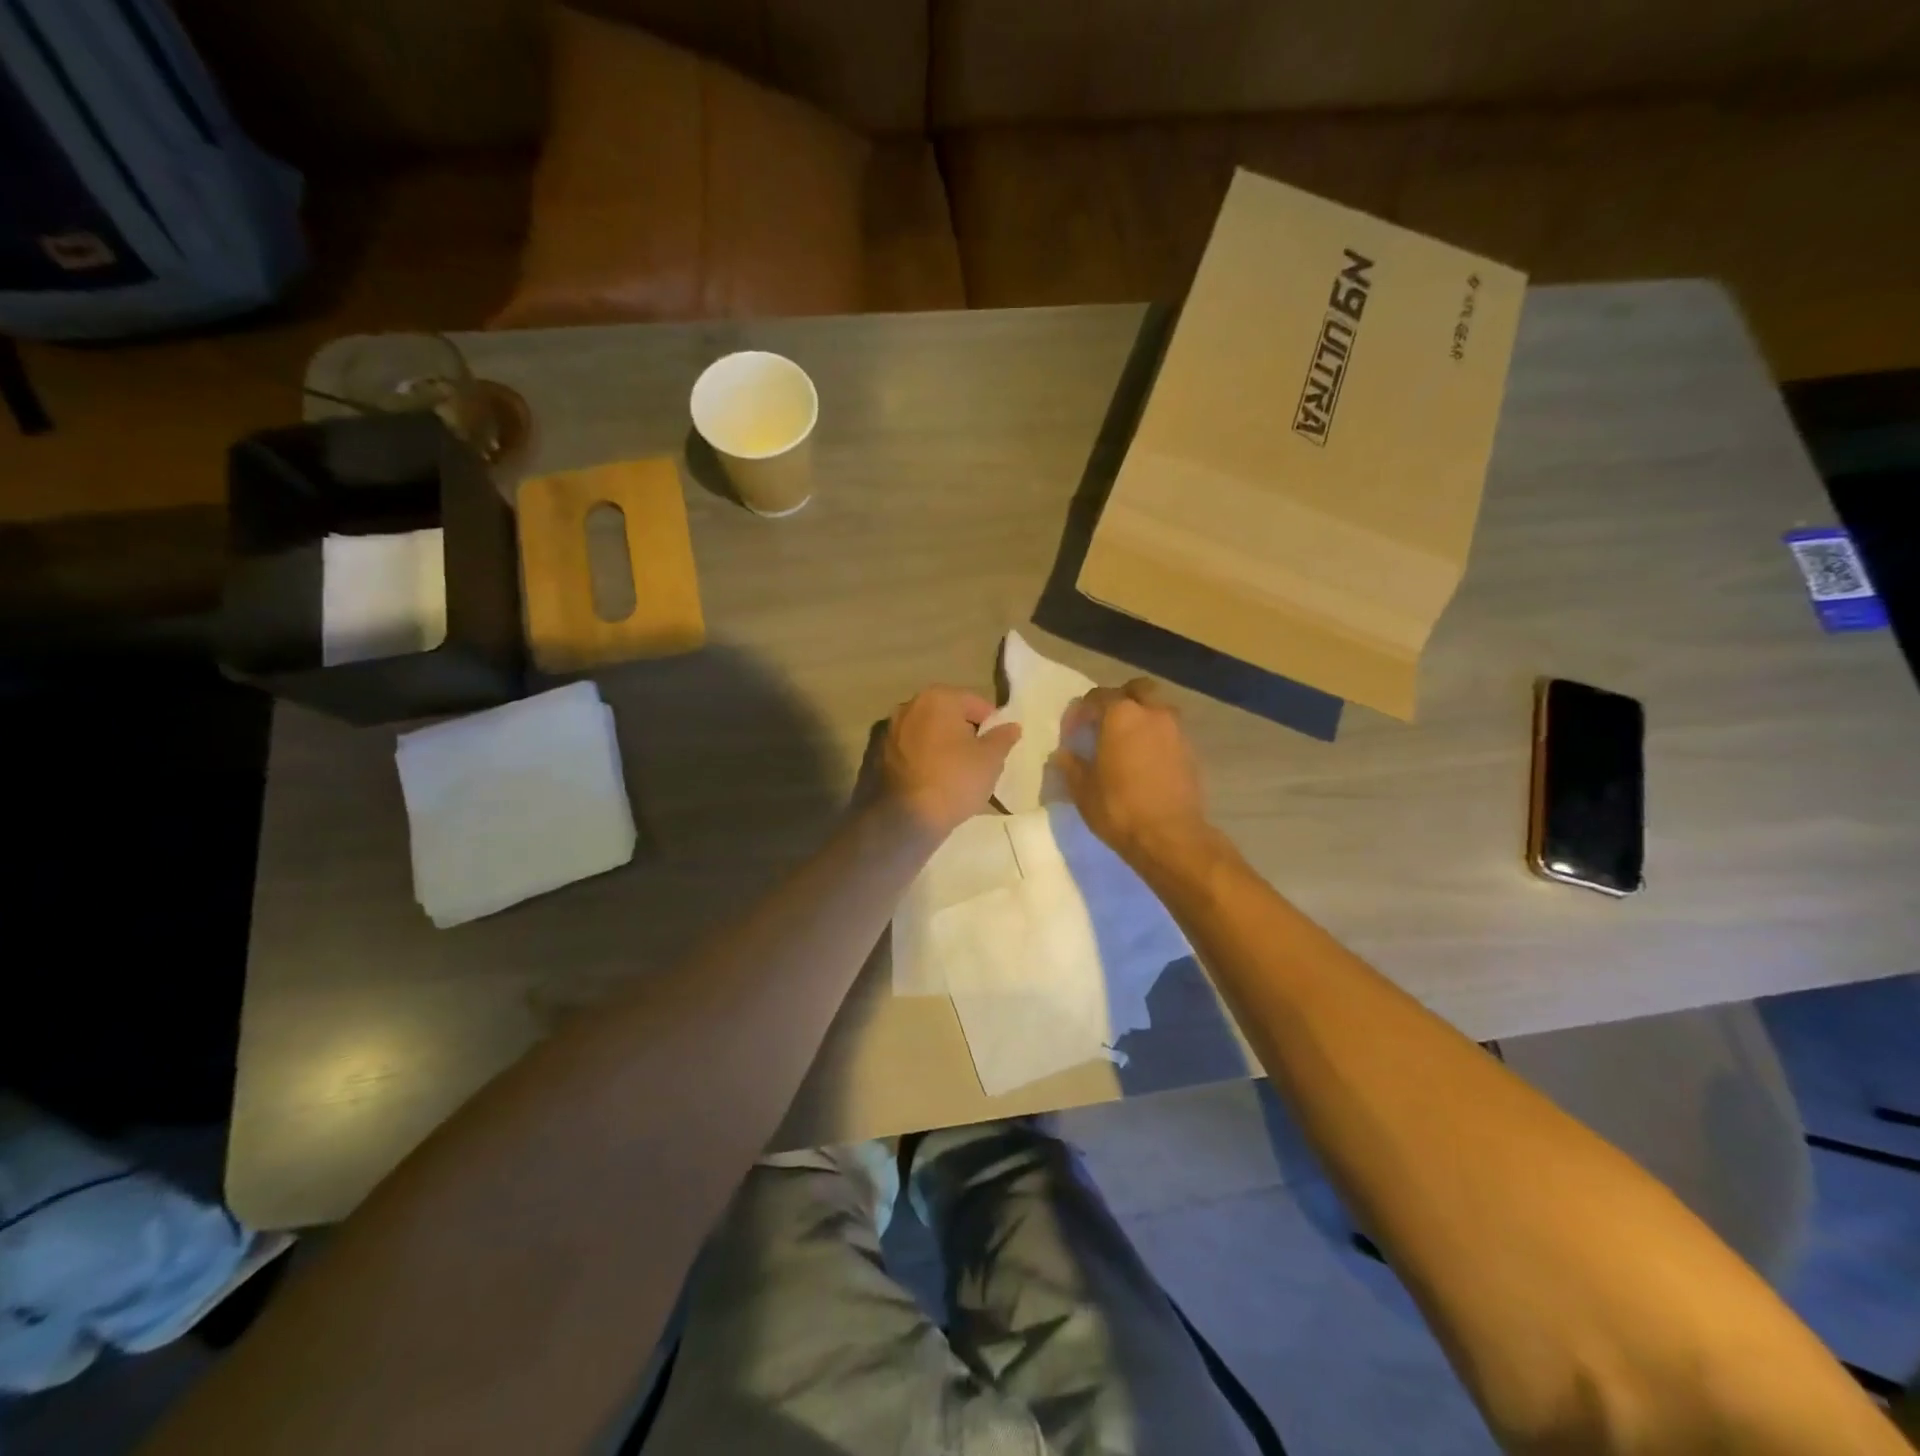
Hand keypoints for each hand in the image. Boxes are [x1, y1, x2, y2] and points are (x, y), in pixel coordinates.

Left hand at [880, 686, 1019, 836]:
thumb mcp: (990, 760)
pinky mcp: (875, 754)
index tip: (998, 746)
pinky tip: (931, 780)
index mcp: (937, 698)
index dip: (991, 723)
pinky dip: (921, 759)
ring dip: (940, 745)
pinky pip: (908, 751)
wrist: (904, 819)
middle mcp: (908, 706)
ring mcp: (887, 730)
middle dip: (964, 731)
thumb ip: (1003, 738)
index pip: (975, 703)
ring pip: (925, 733)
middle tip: (979, 759)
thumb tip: (1012, 726)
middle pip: (947, 714)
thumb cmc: (954, 780)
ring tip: (955, 772)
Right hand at [1051, 679, 1209, 865]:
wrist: (1170, 837)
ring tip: (1124, 743)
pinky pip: (1168, 732)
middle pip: (1136, 690)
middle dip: (1118, 700)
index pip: (1096, 697)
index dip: (1079, 713)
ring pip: (1156, 709)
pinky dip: (1155, 737)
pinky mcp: (1190, 752)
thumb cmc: (1119, 808)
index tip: (1071, 734)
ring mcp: (1176, 731)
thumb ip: (1070, 764)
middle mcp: (1152, 713)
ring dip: (1140, 718)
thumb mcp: (1082, 789)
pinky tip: (1143, 761)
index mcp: (1121, 715)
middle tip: (1103, 724)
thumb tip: (1062, 753)